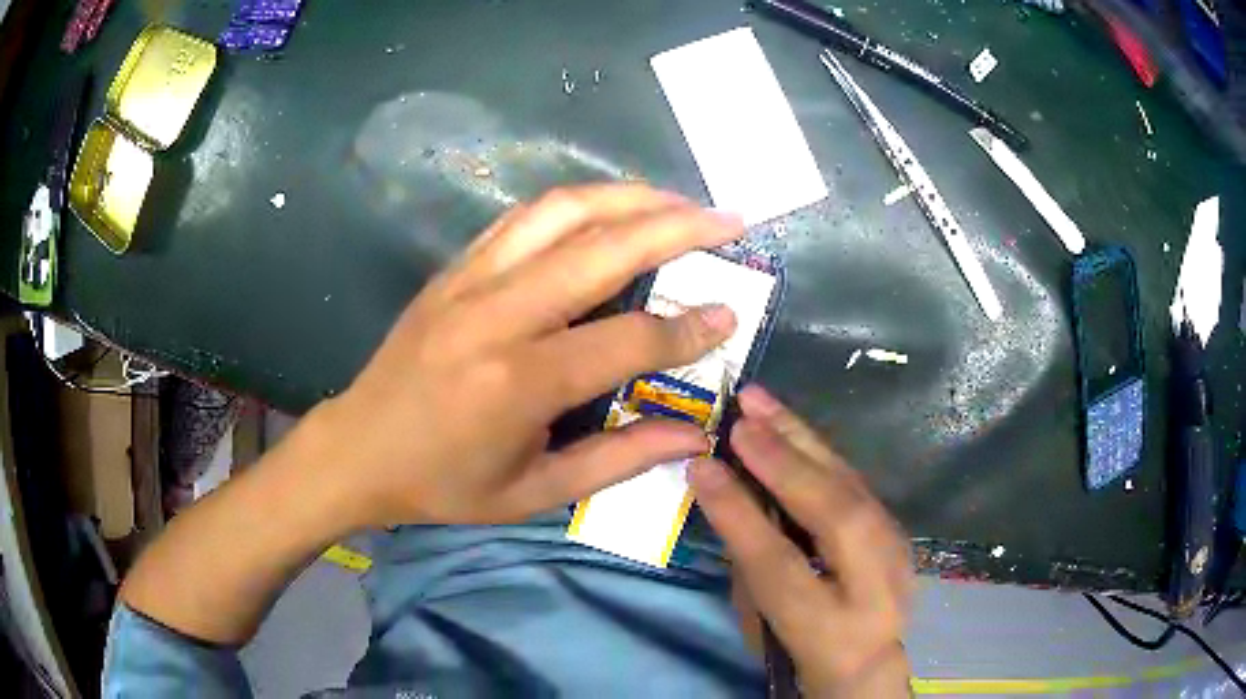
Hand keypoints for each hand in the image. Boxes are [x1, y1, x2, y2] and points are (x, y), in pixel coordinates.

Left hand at [302, 183, 744, 528]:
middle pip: (601, 248)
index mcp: (518, 383)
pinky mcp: (453, 268)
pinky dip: (575, 203)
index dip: (686, 329)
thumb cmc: (443, 484)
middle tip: (726, 220)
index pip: (626, 339)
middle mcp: (497, 315)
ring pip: (561, 212)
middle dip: (675, 228)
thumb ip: (619, 460)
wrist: (358, 449)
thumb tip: (693, 435)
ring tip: (675, 201)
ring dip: (627, 197)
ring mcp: (470, 280)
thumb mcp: (534, 492)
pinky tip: (606, 207)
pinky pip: (522, 217)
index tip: (728, 316)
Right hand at [690, 386, 913, 696]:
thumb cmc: (801, 652)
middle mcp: (872, 587)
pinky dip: (819, 450)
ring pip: (850, 485)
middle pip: (832, 513)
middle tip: (742, 418)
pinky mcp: (897, 529)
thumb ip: (749, 565)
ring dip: (802, 438)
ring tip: (762, 401)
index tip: (702, 466)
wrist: (869, 662)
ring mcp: (895, 553)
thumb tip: (734, 495)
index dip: (739, 512)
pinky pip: (854, 481)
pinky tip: (792, 426)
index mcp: (826, 628)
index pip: (778, 563)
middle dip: (782, 461)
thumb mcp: (762, 626)